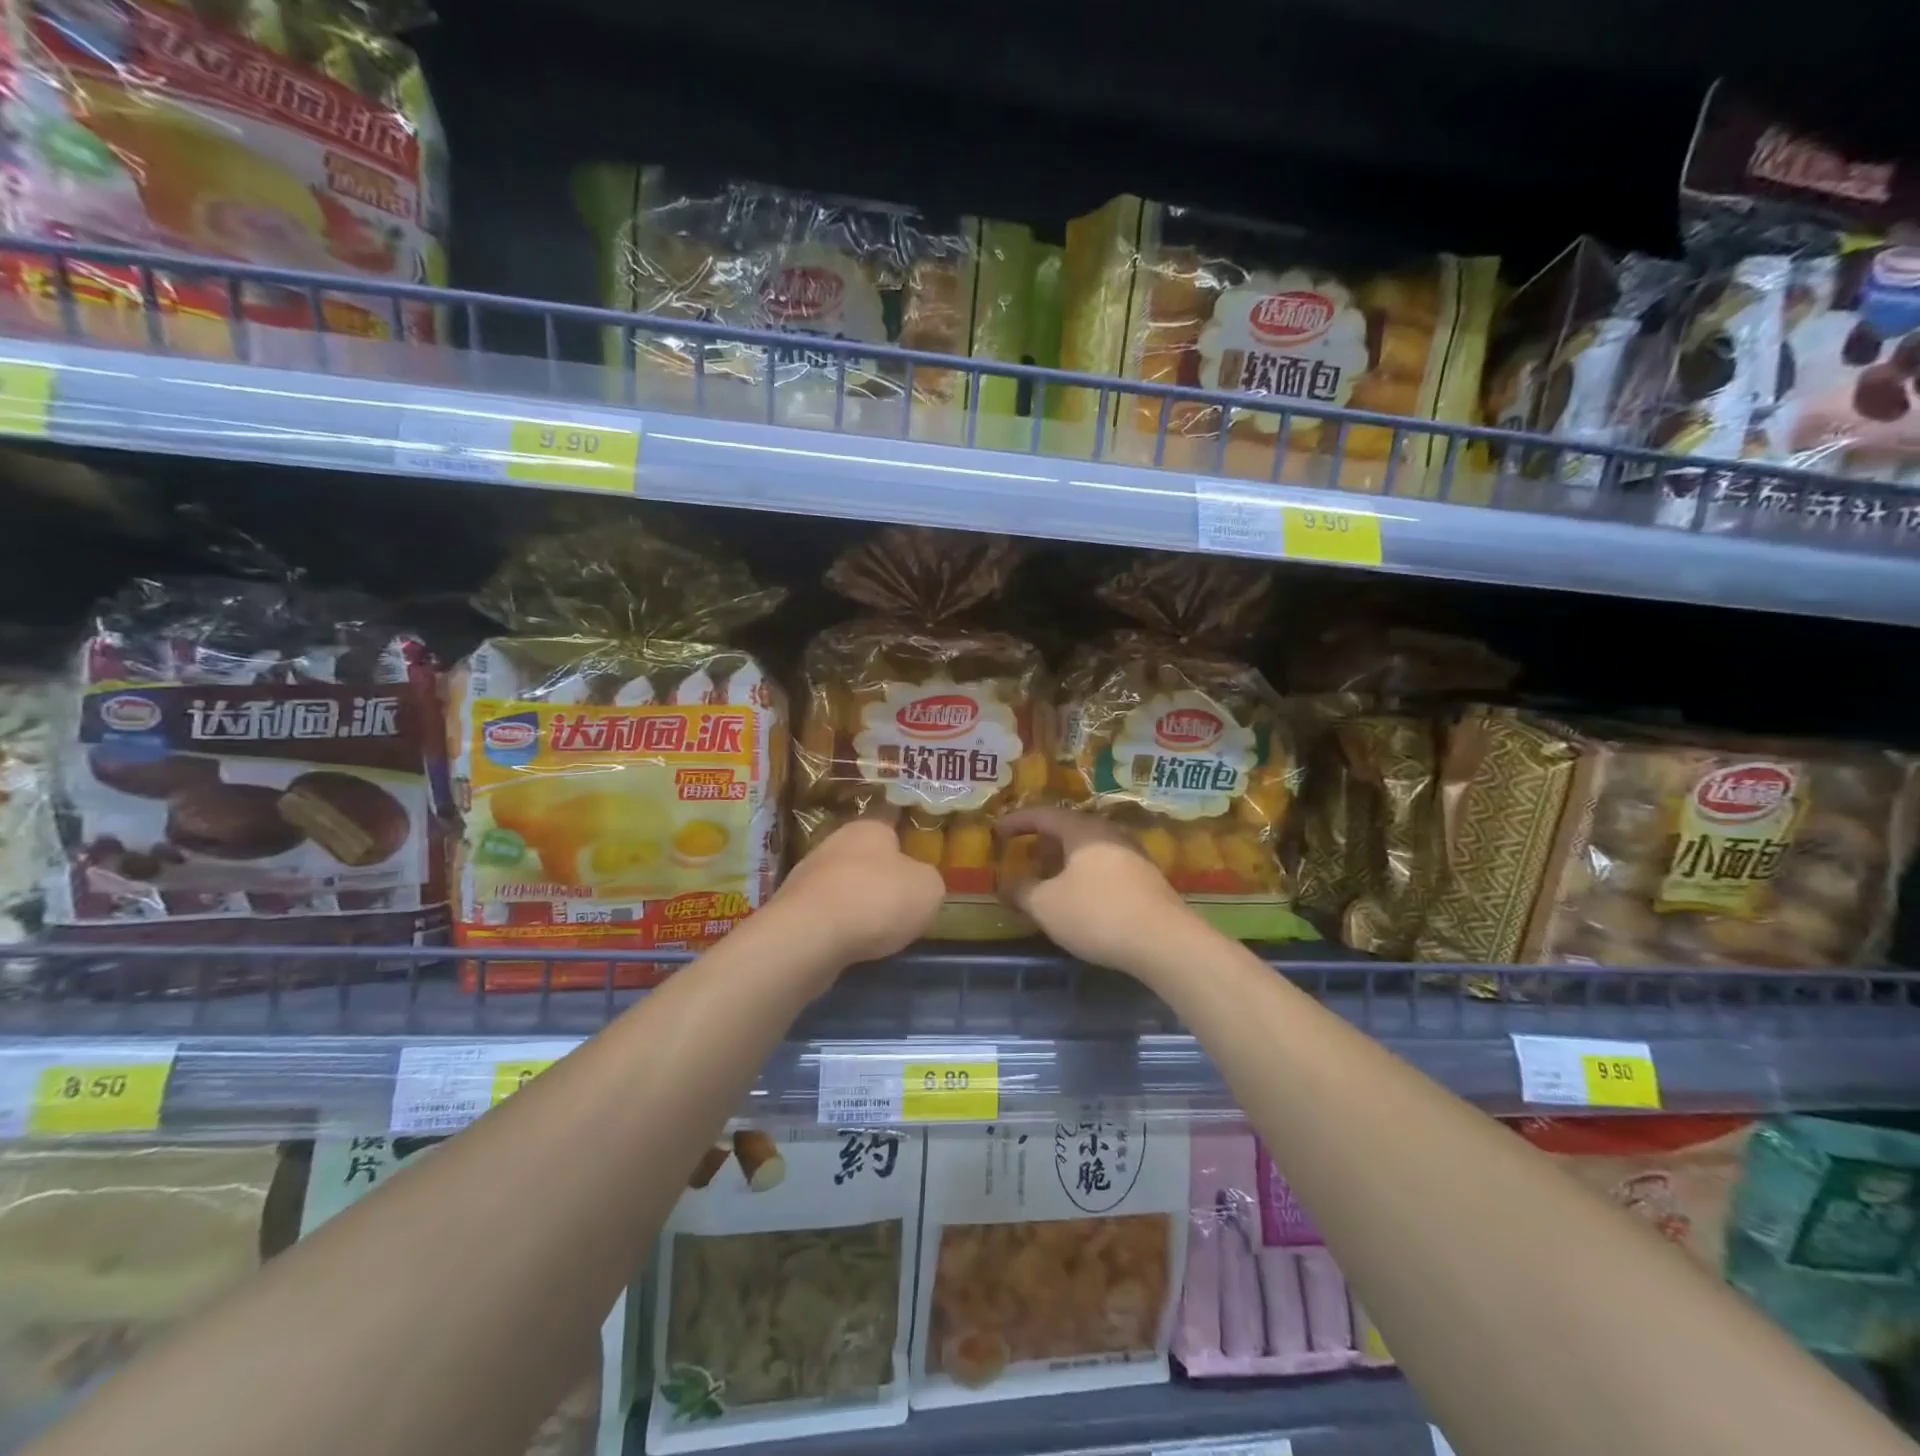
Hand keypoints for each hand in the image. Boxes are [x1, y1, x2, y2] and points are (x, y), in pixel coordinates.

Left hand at [770, 812, 945, 965]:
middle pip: (866, 860)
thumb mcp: (929, 889)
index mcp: (869, 828)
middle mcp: (834, 843)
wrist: (810, 936)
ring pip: (843, 888)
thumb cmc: (877, 900)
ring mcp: (807, 876)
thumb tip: (918, 884)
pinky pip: (825, 916)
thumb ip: (929, 882)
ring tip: (876, 934)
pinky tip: (849, 946)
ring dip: (857, 907)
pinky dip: (838, 929)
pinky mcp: (791, 909)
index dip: (907, 852)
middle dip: (881, 882)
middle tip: (901, 908)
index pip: (892, 830)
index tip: (917, 876)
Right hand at [995, 807, 1198, 975]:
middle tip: (1021, 853)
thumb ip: (1022, 891)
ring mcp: (1132, 856)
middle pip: (1068, 829)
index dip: (1016, 821)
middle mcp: (1109, 834)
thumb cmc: (1097, 914)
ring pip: (1088, 849)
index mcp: (1083, 830)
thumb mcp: (1047, 905)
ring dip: (1063, 860)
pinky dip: (1083, 874)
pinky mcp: (1146, 880)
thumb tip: (1006, 885)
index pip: (1043, 815)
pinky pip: (1104, 867)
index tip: (996, 830)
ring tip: (1046, 877)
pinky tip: (1078, 896)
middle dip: (1042, 841)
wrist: (1165, 942)